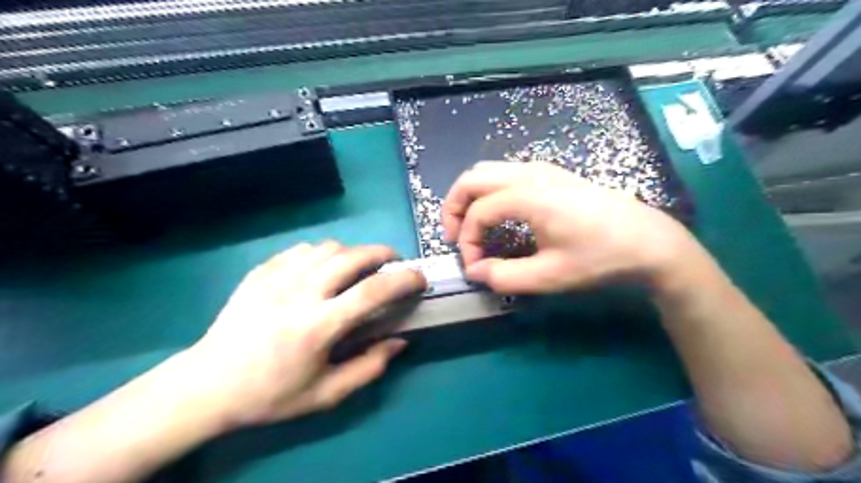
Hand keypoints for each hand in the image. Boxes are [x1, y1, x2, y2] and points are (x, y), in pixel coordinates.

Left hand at [181, 243, 426, 426]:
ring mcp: (277, 278)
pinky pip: (302, 250)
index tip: (419, 279)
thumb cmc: (271, 394)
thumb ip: (369, 367)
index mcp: (318, 326)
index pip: (373, 290)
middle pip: (353, 255)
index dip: (404, 279)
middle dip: (383, 254)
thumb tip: (400, 341)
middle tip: (394, 264)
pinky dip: (323, 254)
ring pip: (329, 247)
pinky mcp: (261, 271)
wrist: (208, 385)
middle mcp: (300, 293)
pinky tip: (322, 271)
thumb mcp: (326, 394)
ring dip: (353, 253)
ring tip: (358, 269)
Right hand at [444, 163, 697, 293]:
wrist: (649, 241)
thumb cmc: (600, 258)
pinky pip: (505, 174)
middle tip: (455, 237)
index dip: (467, 242)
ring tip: (471, 227)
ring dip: (471, 197)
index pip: (478, 213)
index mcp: (528, 195)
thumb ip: (504, 277)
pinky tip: (498, 215)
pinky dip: (489, 192)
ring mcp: (541, 169)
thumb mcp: (550, 276)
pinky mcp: (551, 174)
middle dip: (455, 207)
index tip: (475, 268)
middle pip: (472, 178)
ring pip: (487, 171)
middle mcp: (529, 173)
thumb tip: (475, 272)